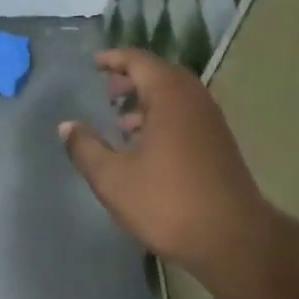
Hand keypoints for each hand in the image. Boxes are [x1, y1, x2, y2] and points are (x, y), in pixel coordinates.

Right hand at [60, 48, 274, 275]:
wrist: (231, 239)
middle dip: (131, 79)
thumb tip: (67, 126)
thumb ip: (85, 148)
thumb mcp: (112, 178)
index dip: (114, 59)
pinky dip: (162, 118)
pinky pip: (185, 116)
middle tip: (106, 91)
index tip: (94, 64)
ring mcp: (211, 123)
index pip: (139, 61)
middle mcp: (195, 100)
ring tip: (120, 122)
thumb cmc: (166, 202)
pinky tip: (144, 147)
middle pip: (160, 75)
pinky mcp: (218, 145)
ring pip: (175, 97)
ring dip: (147, 101)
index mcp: (169, 97)